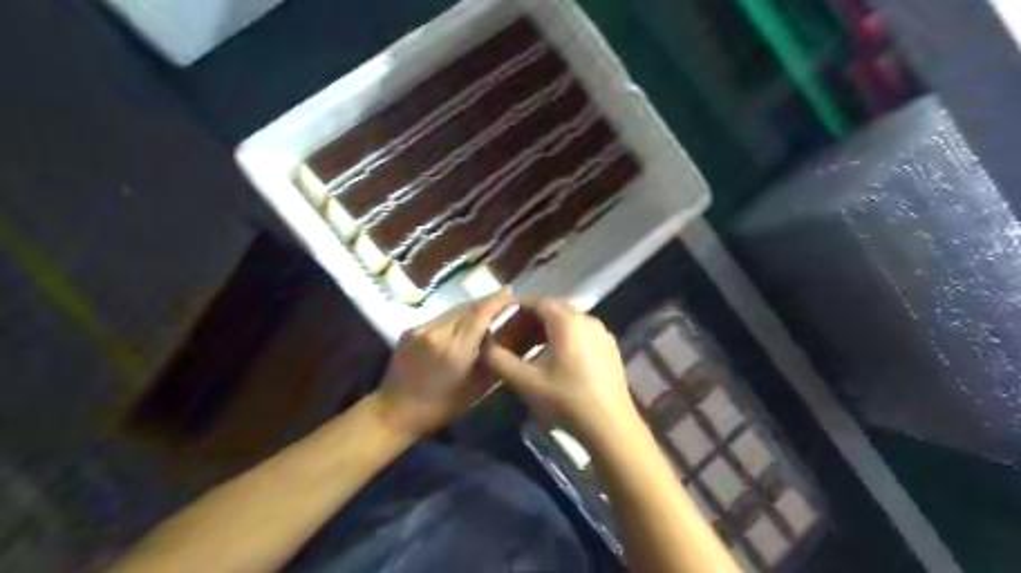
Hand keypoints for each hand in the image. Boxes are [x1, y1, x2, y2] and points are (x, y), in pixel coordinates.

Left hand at [376, 292, 509, 438]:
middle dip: (486, 302)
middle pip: (467, 307)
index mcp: (456, 350)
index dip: (497, 300)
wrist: (395, 411)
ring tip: (485, 312)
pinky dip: (454, 318)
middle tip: (503, 302)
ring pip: (453, 310)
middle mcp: (437, 332)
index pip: (480, 314)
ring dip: (471, 309)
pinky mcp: (410, 329)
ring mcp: (421, 328)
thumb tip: (508, 336)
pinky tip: (461, 326)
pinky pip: (439, 317)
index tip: (511, 293)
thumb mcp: (475, 389)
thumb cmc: (441, 407)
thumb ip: (493, 359)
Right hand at [485, 301, 635, 443]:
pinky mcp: (610, 349)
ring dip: (545, 331)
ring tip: (529, 351)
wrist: (611, 427)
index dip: (515, 312)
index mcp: (567, 320)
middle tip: (511, 340)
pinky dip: (564, 339)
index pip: (536, 303)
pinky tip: (555, 361)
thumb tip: (485, 347)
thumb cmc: (566, 400)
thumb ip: (500, 360)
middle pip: (553, 310)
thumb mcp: (526, 382)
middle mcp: (587, 319)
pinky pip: (581, 334)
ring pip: (568, 322)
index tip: (500, 327)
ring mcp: (602, 333)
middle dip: (529, 322)